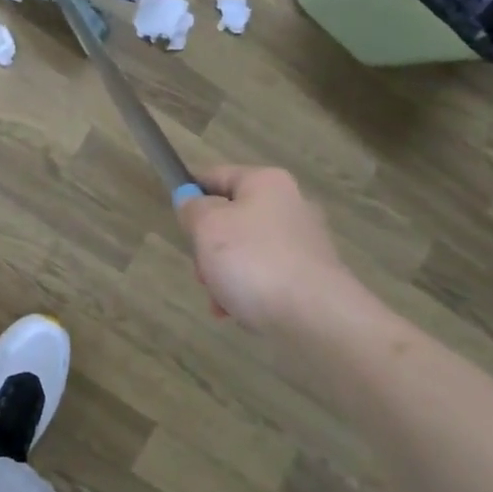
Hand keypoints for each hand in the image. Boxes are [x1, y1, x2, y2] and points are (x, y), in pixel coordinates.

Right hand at [176, 166, 360, 332]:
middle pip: (230, 218)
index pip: (217, 175)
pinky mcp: (311, 276)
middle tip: (201, 270)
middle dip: (208, 247)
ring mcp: (304, 242)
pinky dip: (248, 291)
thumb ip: (192, 209)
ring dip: (224, 274)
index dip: (191, 192)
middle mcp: (290, 205)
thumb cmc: (253, 260)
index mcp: (266, 182)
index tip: (177, 219)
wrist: (315, 316)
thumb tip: (192, 202)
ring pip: (245, 251)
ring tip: (219, 301)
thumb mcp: (207, 227)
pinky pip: (266, 276)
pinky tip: (239, 312)